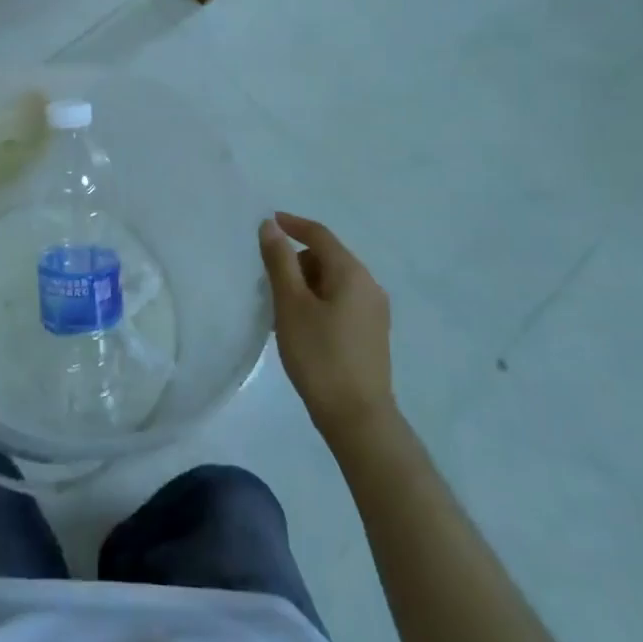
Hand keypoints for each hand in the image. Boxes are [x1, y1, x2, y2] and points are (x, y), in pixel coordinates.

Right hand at [260, 212, 396, 441]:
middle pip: (327, 257)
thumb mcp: (291, 304)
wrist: (358, 419)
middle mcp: (369, 285)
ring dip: (306, 285)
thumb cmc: (320, 355)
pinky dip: (318, 303)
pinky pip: (340, 302)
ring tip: (282, 311)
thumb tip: (271, 226)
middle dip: (296, 262)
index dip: (292, 224)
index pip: (320, 235)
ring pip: (333, 282)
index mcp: (352, 272)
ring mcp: (374, 312)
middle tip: (269, 284)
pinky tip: (302, 328)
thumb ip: (280, 261)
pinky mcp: (372, 334)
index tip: (268, 222)